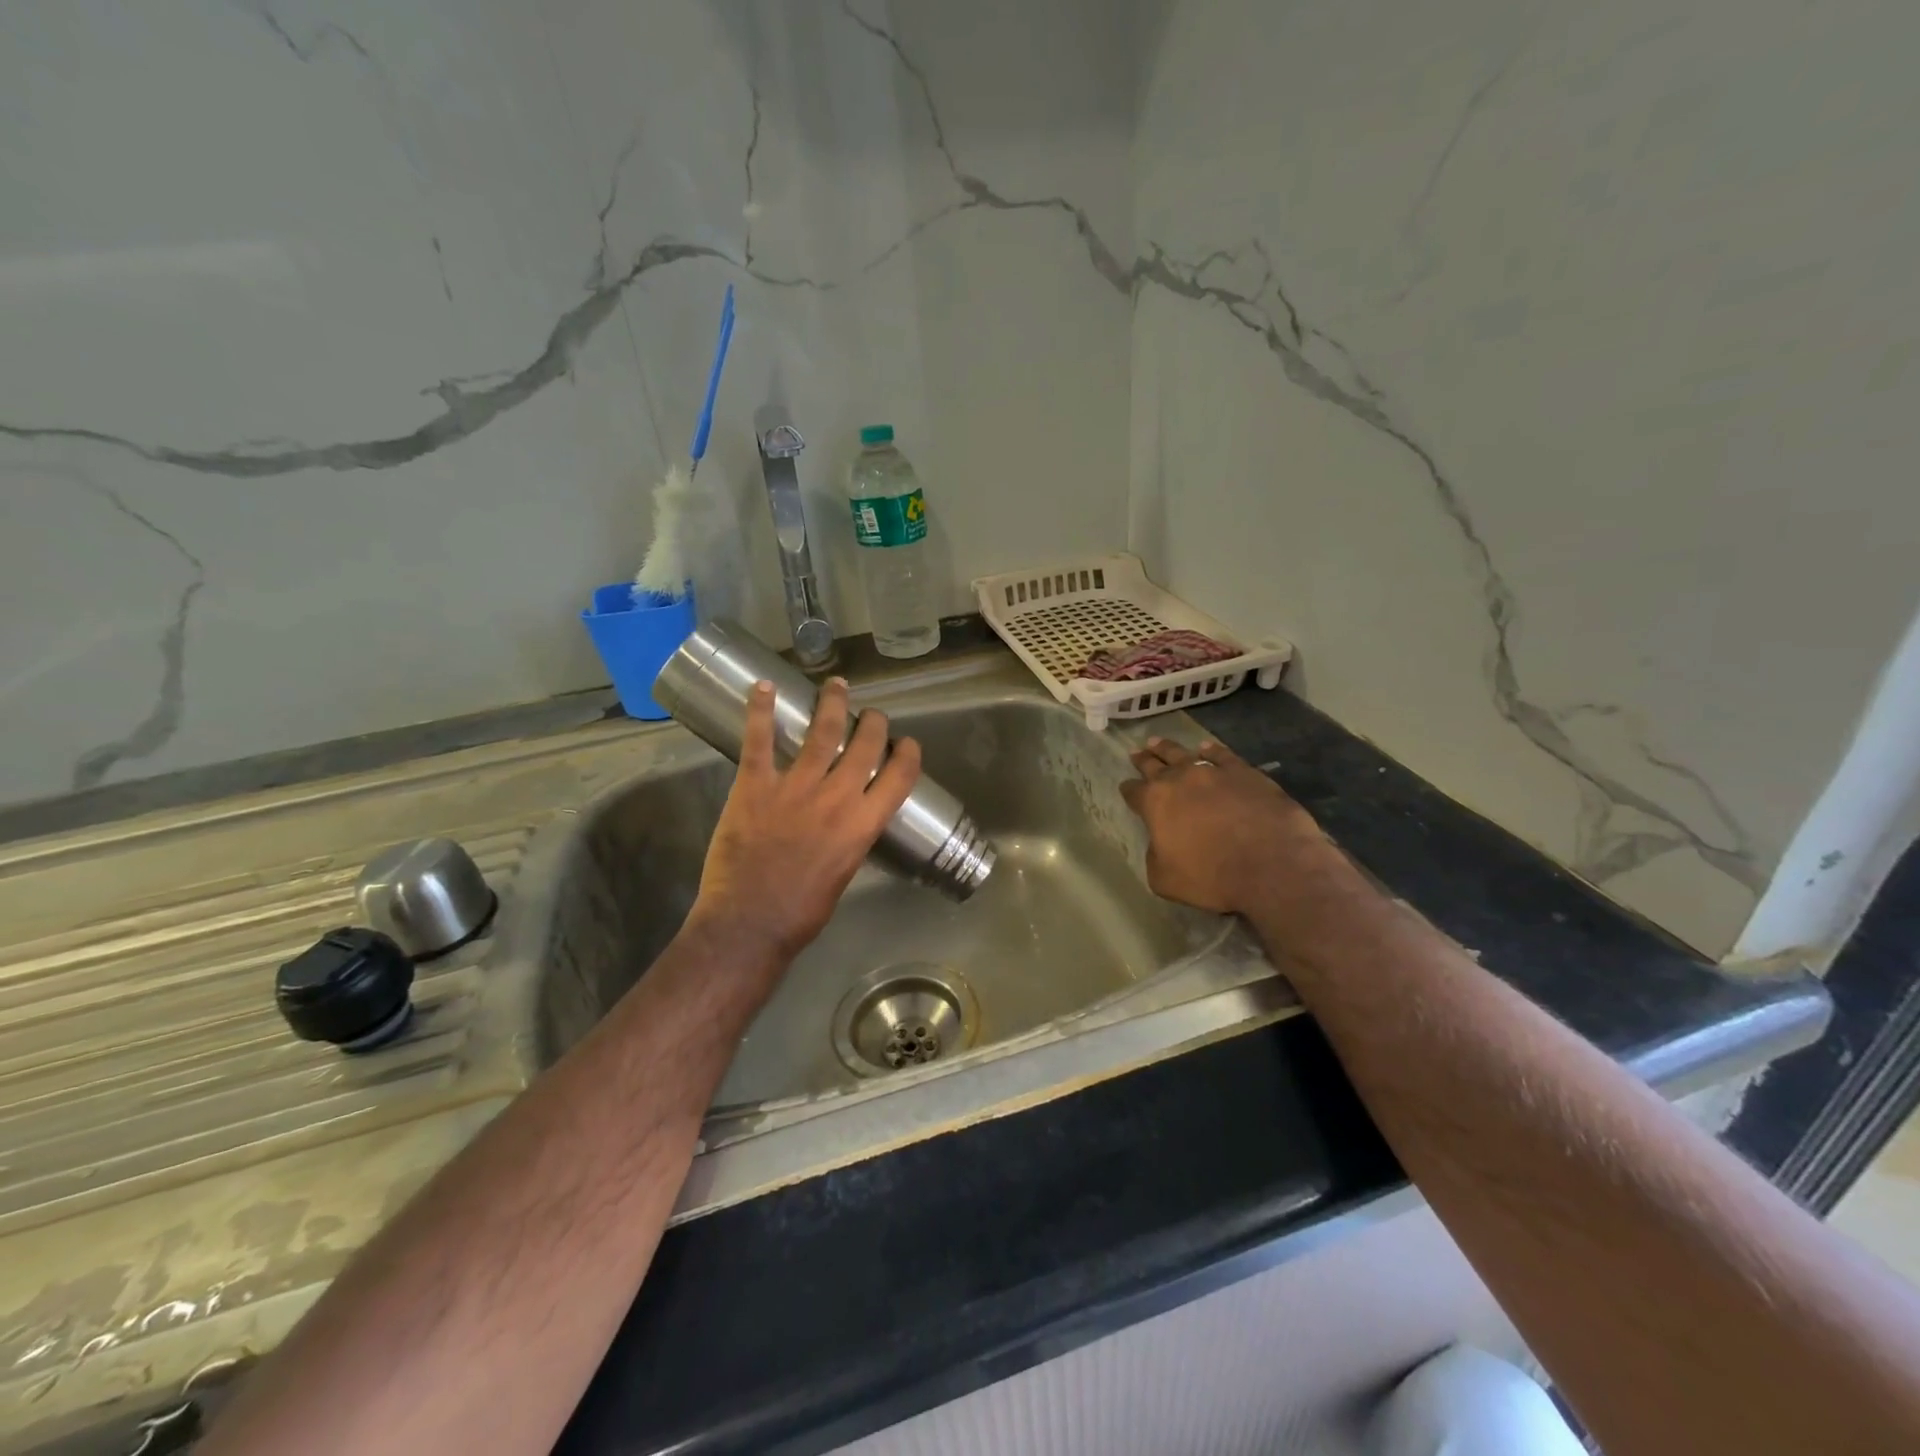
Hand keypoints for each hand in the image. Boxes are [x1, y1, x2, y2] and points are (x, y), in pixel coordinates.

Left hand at [692, 677, 922, 961]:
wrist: (749, 923)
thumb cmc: (801, 912)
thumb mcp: (844, 874)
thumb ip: (850, 840)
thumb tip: (848, 823)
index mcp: (863, 824)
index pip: (899, 776)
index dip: (908, 753)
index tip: (907, 743)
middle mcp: (836, 797)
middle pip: (865, 745)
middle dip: (874, 722)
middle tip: (872, 714)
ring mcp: (795, 787)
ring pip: (821, 732)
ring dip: (831, 703)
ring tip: (835, 685)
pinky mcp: (755, 785)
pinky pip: (759, 740)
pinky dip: (760, 710)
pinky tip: (764, 686)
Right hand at [1119, 736, 1330, 914]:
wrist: (1272, 865)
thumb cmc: (1212, 877)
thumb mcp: (1164, 879)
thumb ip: (1155, 855)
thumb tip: (1162, 844)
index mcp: (1155, 802)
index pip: (1134, 792)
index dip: (1128, 790)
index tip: (1126, 788)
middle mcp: (1180, 779)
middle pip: (1155, 765)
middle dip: (1144, 759)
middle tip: (1136, 752)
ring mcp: (1214, 772)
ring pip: (1184, 754)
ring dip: (1168, 748)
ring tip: (1158, 742)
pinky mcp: (1245, 772)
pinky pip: (1222, 755)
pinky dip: (1211, 751)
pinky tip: (1206, 748)